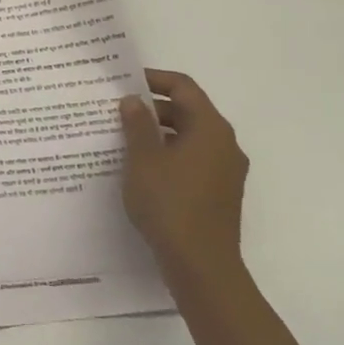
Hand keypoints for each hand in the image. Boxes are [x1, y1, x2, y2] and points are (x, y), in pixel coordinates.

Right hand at [119, 69, 248, 288]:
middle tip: (118, 113)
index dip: (154, 79)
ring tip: (124, 141)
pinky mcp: (219, 193)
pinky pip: (193, 161)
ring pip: (190, 138)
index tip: (125, 82)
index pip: (184, 87)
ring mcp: (225, 171)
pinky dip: (169, 156)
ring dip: (159, 134)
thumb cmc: (170, 203)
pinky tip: (143, 170)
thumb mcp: (143, 159)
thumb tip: (133, 100)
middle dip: (153, 109)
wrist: (201, 265)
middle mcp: (225, 145)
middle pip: (188, 112)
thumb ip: (137, 124)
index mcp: (210, 128)